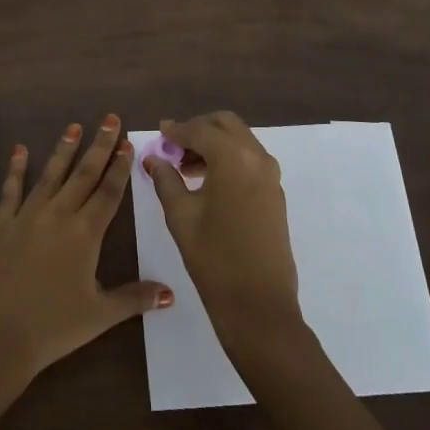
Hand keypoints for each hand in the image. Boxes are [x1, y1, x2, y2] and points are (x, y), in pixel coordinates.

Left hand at [0, 115, 172, 387]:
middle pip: (83, 174)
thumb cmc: (52, 327)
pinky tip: (20, 150)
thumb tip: (170, 293)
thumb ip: (134, 298)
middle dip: (99, 146)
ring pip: (51, 174)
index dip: (120, 167)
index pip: (108, 192)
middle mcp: (59, 214)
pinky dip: (17, 168)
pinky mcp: (1, 223)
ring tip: (74, 127)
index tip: (128, 144)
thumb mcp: (99, 315)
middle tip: (110, 119)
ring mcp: (27, 215)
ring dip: (64, 150)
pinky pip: (12, 189)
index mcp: (86, 233)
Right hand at [145, 112, 302, 350]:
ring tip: (186, 169)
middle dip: (198, 129)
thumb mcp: (181, 216)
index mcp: (233, 158)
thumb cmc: (214, 259)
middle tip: (173, 148)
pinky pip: (250, 159)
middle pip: (225, 124)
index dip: (176, 131)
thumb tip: (153, 158)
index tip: (159, 134)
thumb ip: (166, 180)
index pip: (200, 130)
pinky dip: (229, 158)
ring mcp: (271, 175)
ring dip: (214, 143)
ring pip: (240, 140)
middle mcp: (257, 157)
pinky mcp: (275, 193)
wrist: (259, 305)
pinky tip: (208, 183)